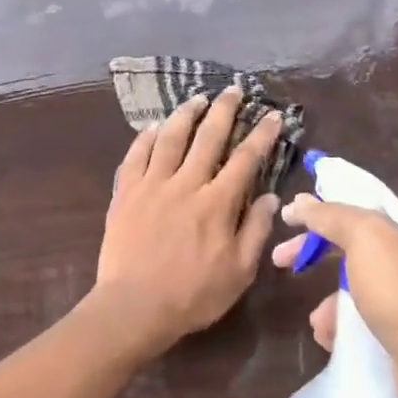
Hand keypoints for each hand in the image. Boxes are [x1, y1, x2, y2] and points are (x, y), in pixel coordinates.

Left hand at [93, 87, 281, 353]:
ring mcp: (152, 185)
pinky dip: (145, 138)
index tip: (271, 115)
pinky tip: (152, 127)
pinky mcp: (125, 194)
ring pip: (170, 139)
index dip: (261, 134)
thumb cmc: (193, 295)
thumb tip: (272, 197)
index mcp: (218, 203)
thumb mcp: (239, 271)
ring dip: (185, 116)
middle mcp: (186, 184)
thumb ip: (256, 230)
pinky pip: (135, 156)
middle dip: (224, 111)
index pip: (246, 159)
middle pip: (208, 137)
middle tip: (233, 90)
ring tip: (196, 99)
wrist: (134, 306)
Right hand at [272, 194, 397, 397]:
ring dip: (330, 299)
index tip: (293, 218)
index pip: (362, 202)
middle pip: (354, 242)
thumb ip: (331, 215)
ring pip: (356, 284)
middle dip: (316, 252)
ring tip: (318, 321)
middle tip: (281, 259)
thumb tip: (301, 202)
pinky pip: (365, 317)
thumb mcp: (365, 238)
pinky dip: (344, 325)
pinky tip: (332, 338)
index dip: (325, 206)